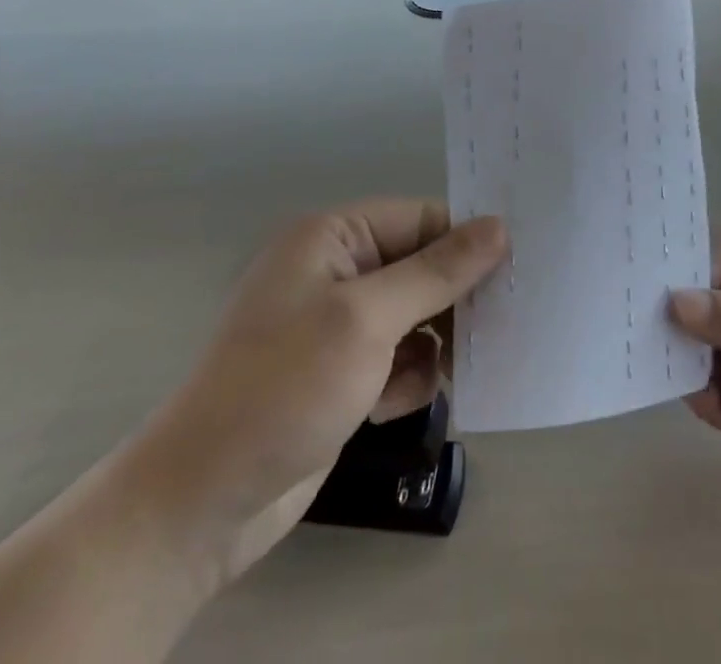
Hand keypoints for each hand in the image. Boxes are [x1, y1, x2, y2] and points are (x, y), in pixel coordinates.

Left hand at [139, 200, 506, 585]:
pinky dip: (407, 378)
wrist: (204, 502)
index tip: (517, 268)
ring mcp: (337, 324)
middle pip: (421, 267)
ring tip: (442, 376)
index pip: (419, 219)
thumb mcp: (367, 320)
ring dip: (433, 345)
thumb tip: (499, 226)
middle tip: (497, 328)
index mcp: (333, 237)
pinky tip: (391, 407)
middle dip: (453, 300)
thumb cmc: (285, 387)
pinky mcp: (341, 372)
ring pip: (416, 316)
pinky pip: (398, 357)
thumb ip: (437, 271)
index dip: (466, 241)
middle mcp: (336, 270)